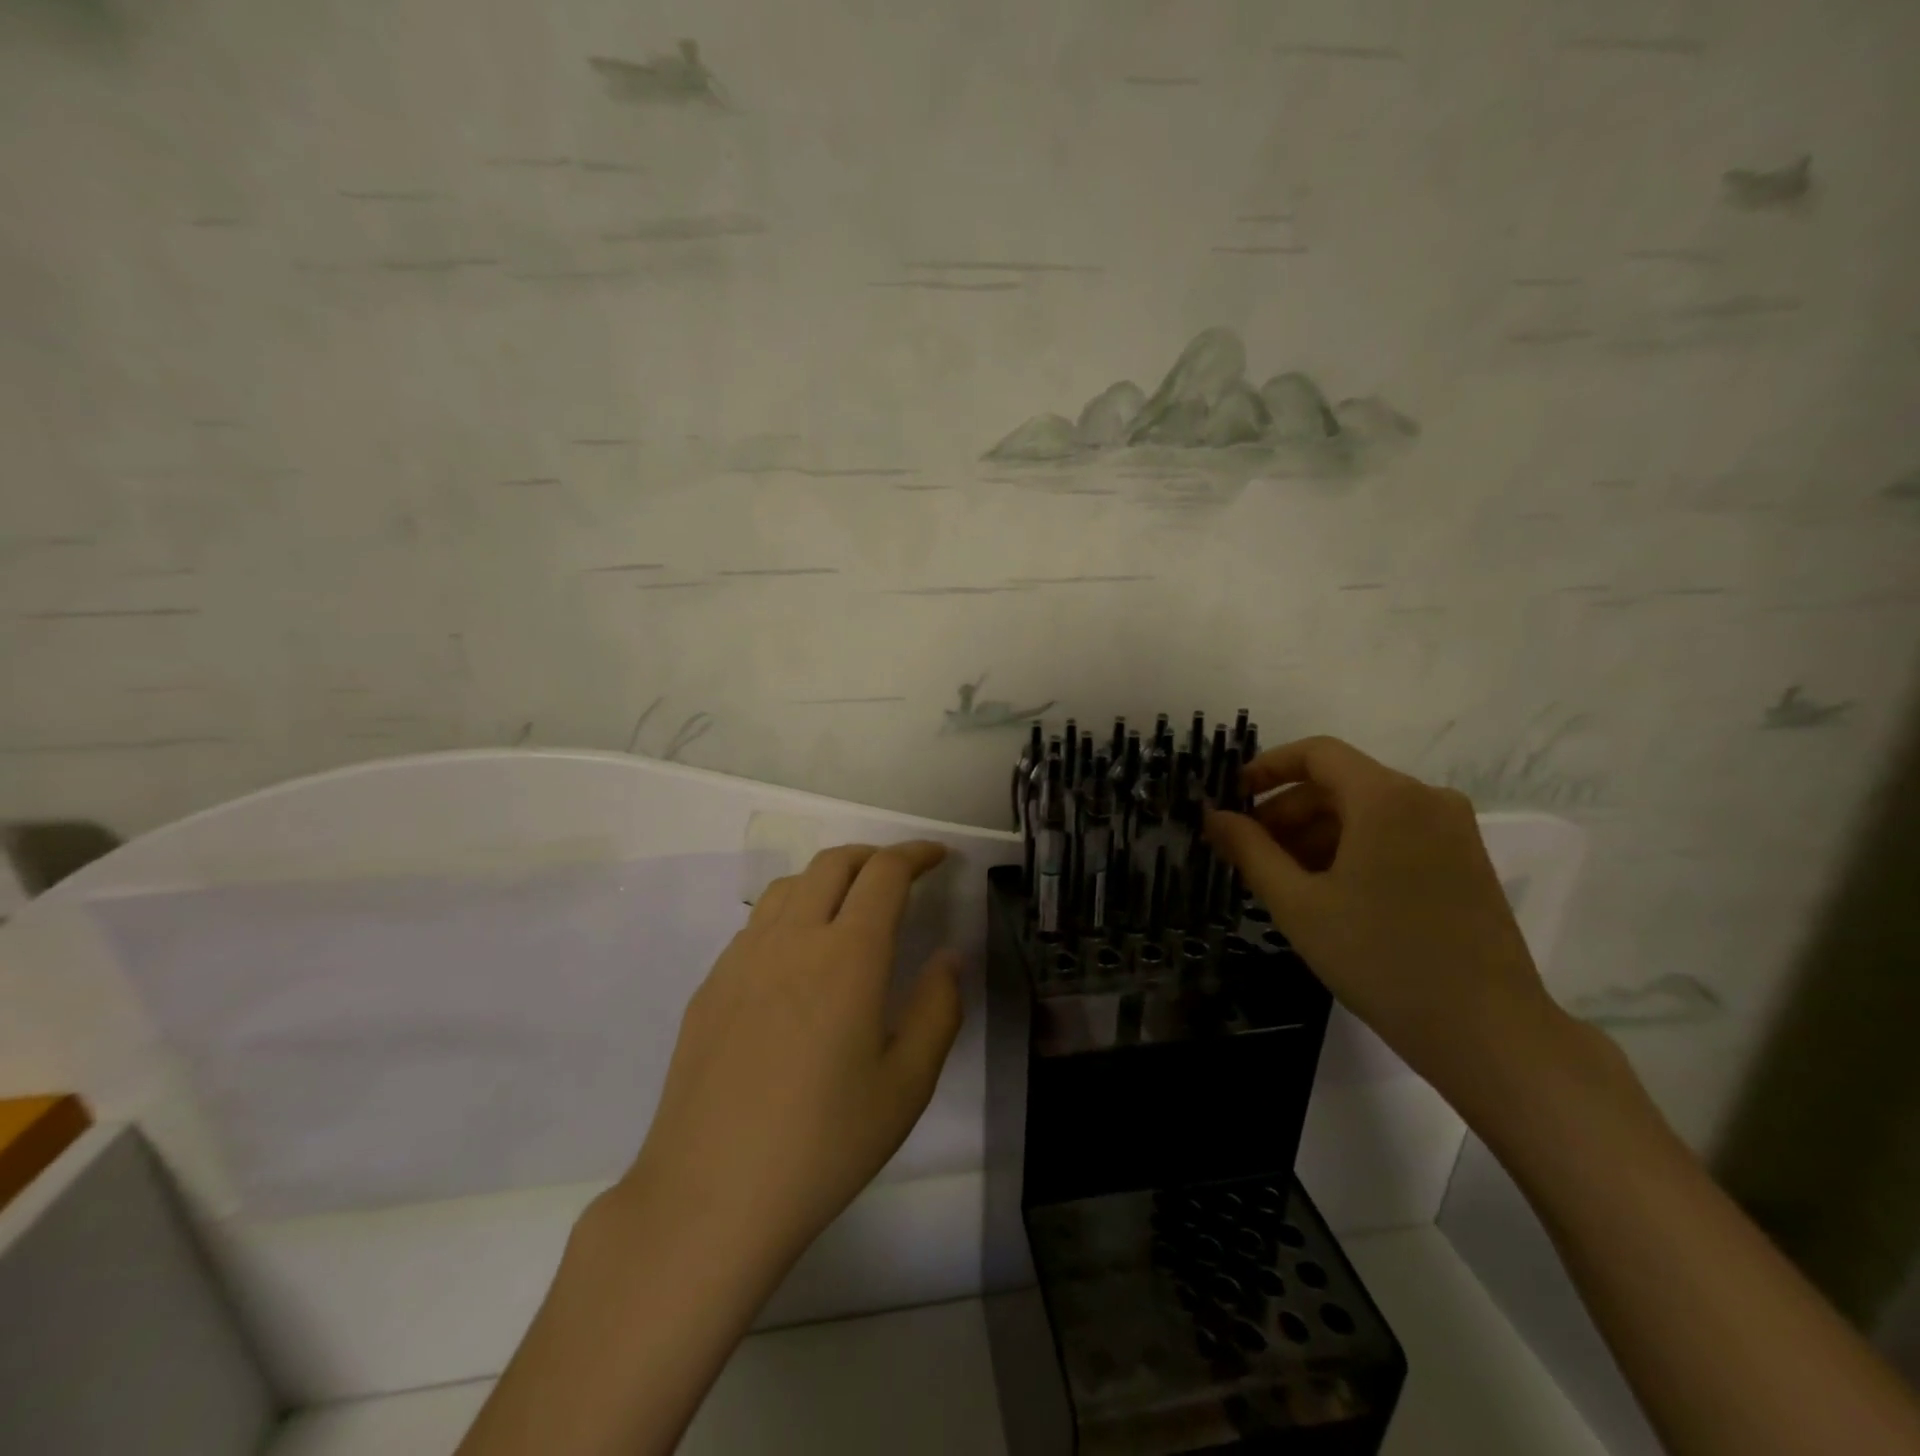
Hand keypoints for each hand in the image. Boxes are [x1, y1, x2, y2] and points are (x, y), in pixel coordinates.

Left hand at [607, 840, 963, 1278]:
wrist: (709, 1196)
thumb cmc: (824, 1144)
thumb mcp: (907, 1085)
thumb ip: (938, 1008)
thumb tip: (948, 957)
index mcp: (848, 955)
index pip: (885, 873)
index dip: (916, 853)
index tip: (938, 856)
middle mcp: (793, 938)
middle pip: (834, 862)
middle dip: (874, 856)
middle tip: (900, 876)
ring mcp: (743, 958)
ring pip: (790, 885)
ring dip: (829, 878)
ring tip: (850, 908)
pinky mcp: (712, 985)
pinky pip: (758, 923)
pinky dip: (791, 913)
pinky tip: (798, 959)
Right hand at [1205, 735, 1563, 1109]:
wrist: (1488, 1033)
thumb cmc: (1380, 959)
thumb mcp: (1298, 904)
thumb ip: (1249, 850)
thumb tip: (1214, 815)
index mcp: (1386, 798)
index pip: (1316, 753)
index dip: (1267, 768)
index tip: (1232, 799)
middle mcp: (1425, 799)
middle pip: (1339, 784)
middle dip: (1287, 811)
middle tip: (1249, 852)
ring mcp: (1452, 830)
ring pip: (1366, 811)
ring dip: (1316, 834)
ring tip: (1283, 880)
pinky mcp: (1465, 861)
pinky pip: (1394, 834)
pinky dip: (1352, 848)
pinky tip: (1328, 892)